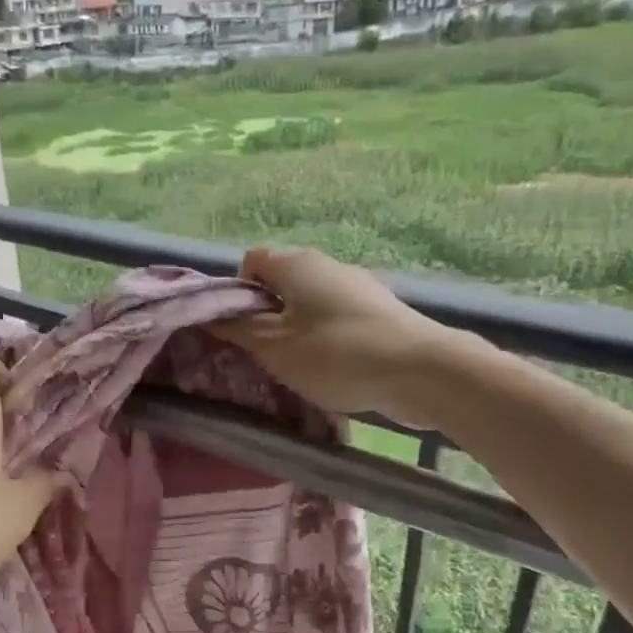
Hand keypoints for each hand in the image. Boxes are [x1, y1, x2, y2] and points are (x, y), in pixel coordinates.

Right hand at [213, 246, 451, 420]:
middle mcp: (328, 265)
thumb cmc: (336, 354)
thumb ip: (239, 329)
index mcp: (297, 263)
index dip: (236, 293)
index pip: (251, 262)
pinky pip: (336, 320)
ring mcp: (358, 288)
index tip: (239, 330)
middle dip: (265, 317)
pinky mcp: (380, 313)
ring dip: (295, 332)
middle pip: (280, 284)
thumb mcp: (274, 347)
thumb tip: (211, 314)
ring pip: (309, 304)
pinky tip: (332, 370)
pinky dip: (325, 340)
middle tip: (262, 355)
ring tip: (297, 368)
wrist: (421, 371)